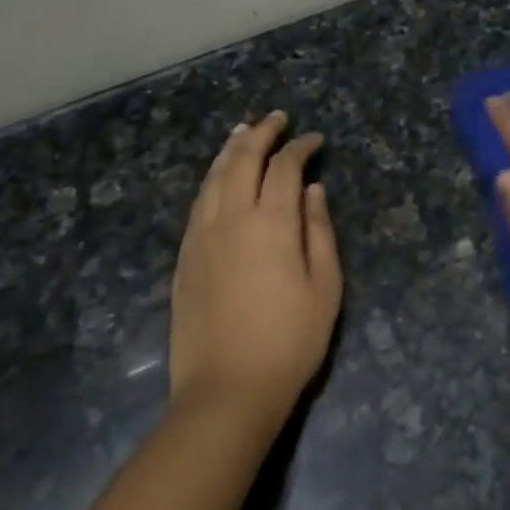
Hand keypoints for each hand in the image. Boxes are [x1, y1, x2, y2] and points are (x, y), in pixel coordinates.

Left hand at [169, 112, 342, 428]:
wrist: (227, 390)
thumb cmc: (289, 341)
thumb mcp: (325, 286)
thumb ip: (319, 231)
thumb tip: (313, 190)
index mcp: (270, 223)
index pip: (284, 167)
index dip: (300, 148)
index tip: (315, 141)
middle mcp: (231, 218)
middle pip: (242, 160)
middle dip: (261, 134)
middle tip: (277, 119)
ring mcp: (201, 236)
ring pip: (213, 177)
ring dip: (230, 150)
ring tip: (242, 132)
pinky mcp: (185, 257)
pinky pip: (198, 203)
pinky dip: (212, 179)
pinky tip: (218, 178)